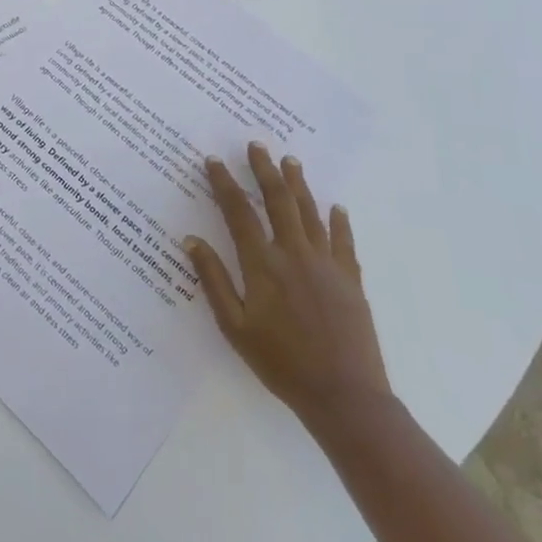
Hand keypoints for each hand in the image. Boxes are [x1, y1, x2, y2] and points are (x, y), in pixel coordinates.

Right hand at [184, 146, 389, 427]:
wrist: (344, 395)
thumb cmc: (280, 362)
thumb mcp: (233, 326)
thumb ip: (212, 280)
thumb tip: (191, 240)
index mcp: (261, 264)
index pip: (238, 212)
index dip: (224, 183)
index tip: (213, 161)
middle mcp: (294, 253)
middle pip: (277, 200)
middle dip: (264, 170)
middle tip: (256, 146)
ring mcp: (326, 264)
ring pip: (310, 212)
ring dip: (298, 184)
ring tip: (290, 161)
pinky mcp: (350, 279)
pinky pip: (344, 241)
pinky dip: (339, 221)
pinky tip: (336, 207)